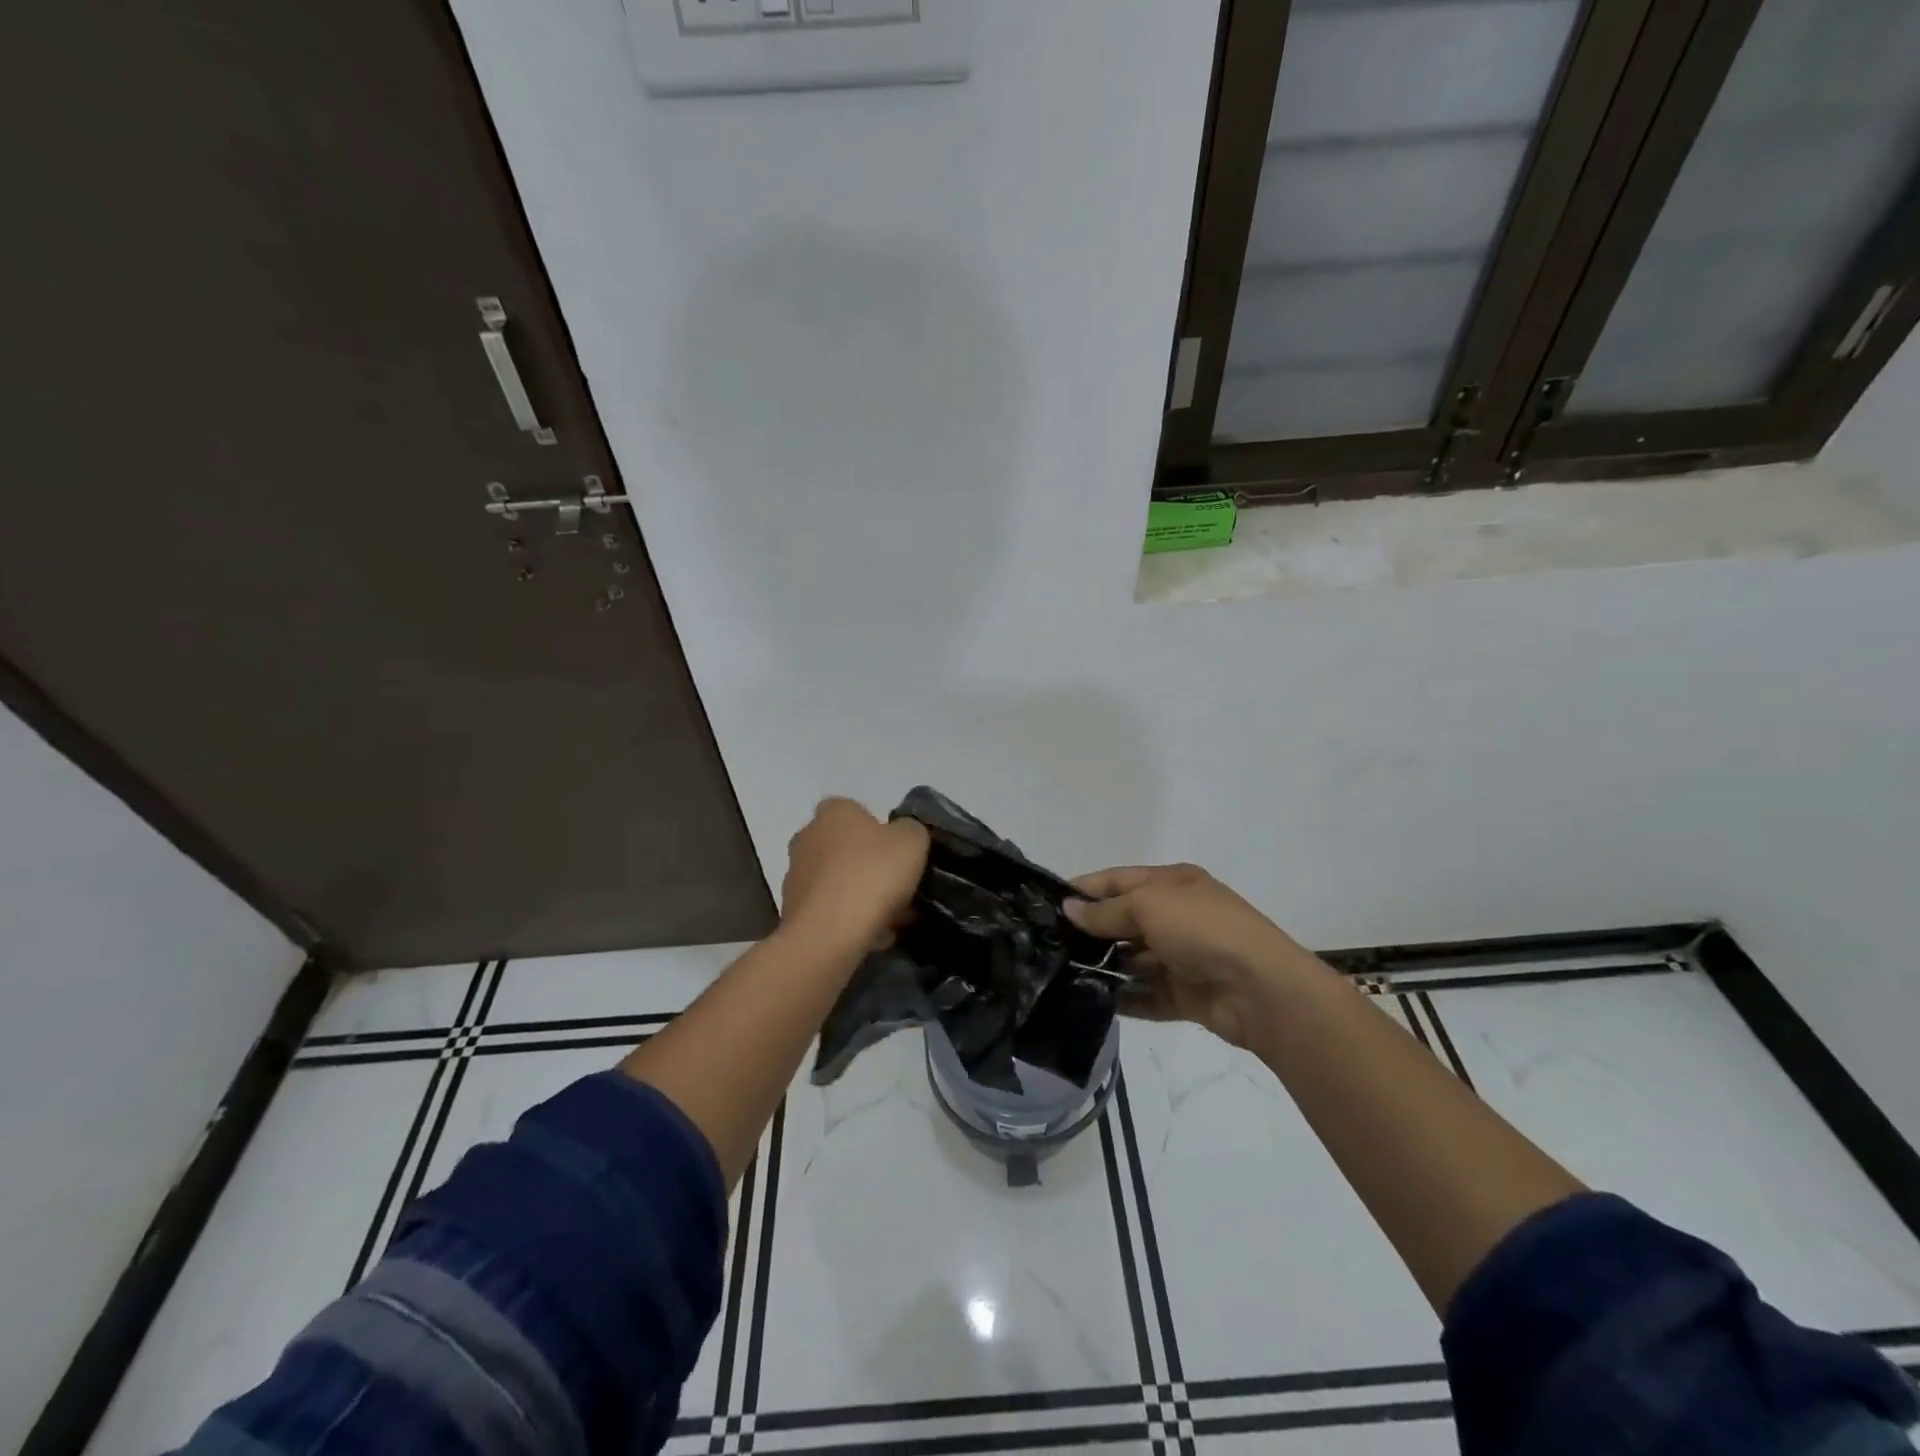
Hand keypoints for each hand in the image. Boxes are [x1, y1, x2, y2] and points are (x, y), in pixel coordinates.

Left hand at [780, 798, 929, 953]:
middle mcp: (807, 837)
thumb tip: (903, 835)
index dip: (880, 831)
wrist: (827, 935)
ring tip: (890, 921)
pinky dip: (848, 921)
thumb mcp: (912, 842)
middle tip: (899, 889)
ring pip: (838, 882)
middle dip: (870, 867)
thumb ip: (911, 830)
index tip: (898, 854)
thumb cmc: (871, 875)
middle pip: (846, 848)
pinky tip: (871, 937)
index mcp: (833, 812)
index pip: (856, 811)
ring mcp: (795, 876)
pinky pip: (829, 911)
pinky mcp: (792, 911)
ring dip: (860, 896)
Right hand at [1065, 863, 1302, 1048]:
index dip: (1085, 889)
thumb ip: (1106, 910)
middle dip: (1091, 931)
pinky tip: (1091, 1001)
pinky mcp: (1185, 995)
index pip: (1118, 880)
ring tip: (1063, 976)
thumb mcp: (1149, 905)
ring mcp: (1182, 957)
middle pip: (1124, 920)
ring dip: (1104, 966)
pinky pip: (1146, 994)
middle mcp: (1177, 916)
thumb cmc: (1202, 929)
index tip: (1048, 905)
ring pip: (1133, 959)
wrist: (1260, 988)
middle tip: (1050, 945)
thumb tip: (1069, 909)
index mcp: (1172, 883)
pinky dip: (1123, 997)